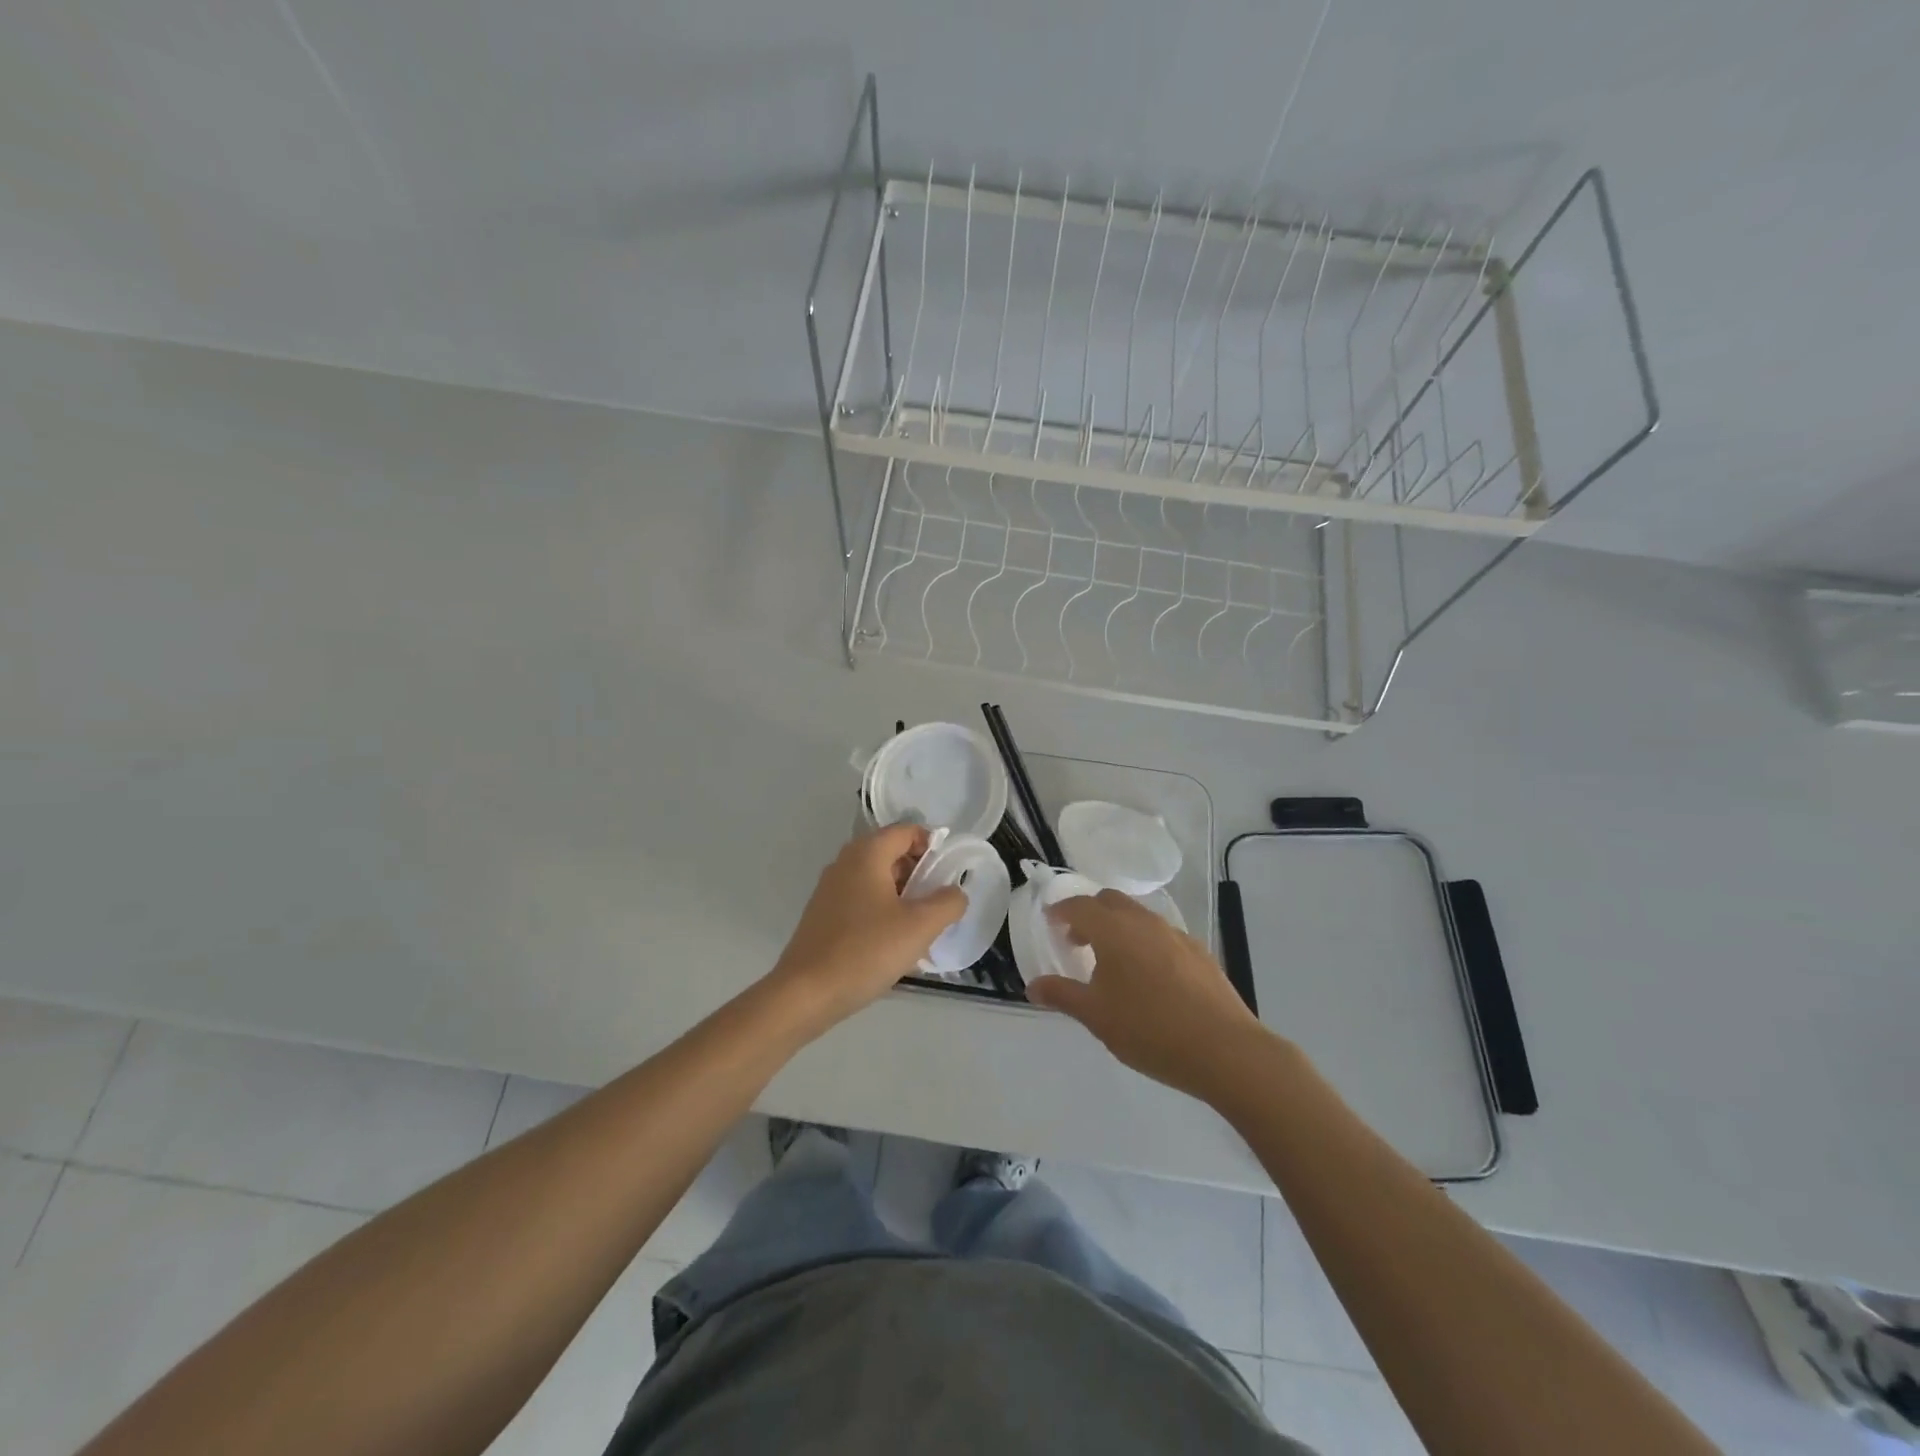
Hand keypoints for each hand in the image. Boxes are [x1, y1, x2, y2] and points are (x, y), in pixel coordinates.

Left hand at [767, 824, 965, 1028]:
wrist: (806, 993)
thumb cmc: (866, 951)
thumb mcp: (920, 926)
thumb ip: (947, 903)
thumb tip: (954, 893)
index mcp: (867, 854)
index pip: (907, 831)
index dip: (933, 846)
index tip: (950, 875)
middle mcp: (845, 862)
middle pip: (892, 854)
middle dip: (920, 875)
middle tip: (939, 905)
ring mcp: (830, 889)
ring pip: (877, 880)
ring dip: (903, 897)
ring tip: (921, 928)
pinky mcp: (823, 915)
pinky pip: (862, 901)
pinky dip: (883, 912)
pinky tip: (893, 944)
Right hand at [1028, 889, 1266, 1101]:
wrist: (1225, 1050)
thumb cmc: (1150, 1030)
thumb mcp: (1096, 1017)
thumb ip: (1062, 995)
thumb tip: (1033, 986)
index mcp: (1114, 930)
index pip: (1080, 906)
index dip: (1061, 911)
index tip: (1050, 921)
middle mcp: (1144, 922)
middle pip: (1110, 901)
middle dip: (1089, 913)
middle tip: (1076, 940)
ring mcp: (1176, 935)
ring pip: (1138, 916)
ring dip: (1118, 927)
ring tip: (1111, 962)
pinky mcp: (1199, 953)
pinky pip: (1161, 935)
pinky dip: (1143, 943)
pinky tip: (1148, 978)